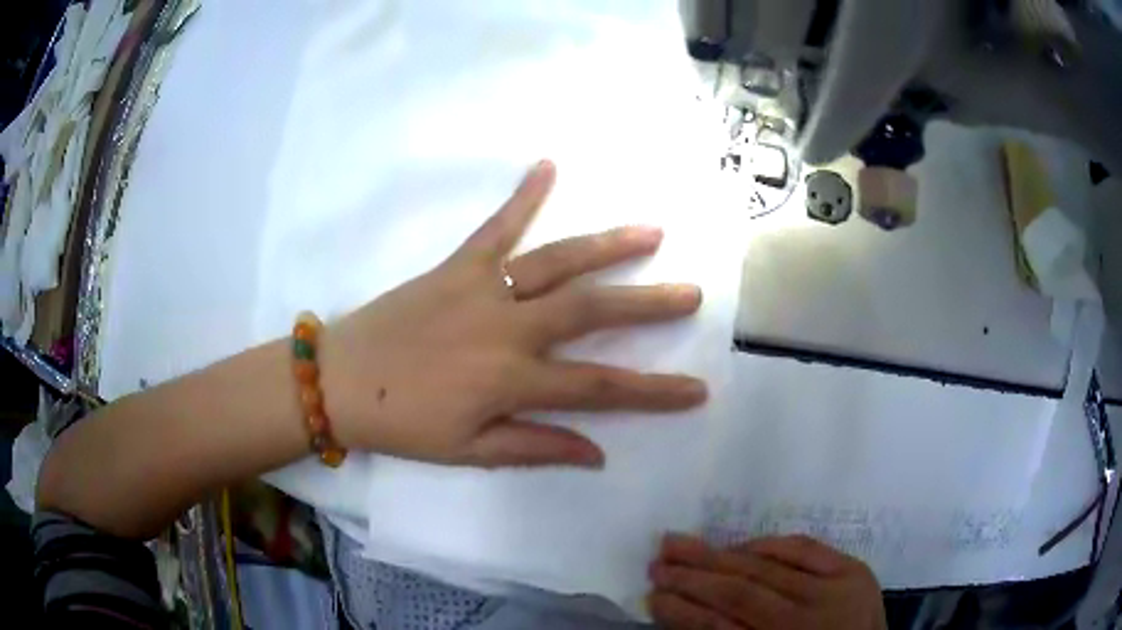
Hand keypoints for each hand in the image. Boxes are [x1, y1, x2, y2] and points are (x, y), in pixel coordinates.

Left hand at [320, 160, 706, 466]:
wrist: (340, 381)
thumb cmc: (403, 424)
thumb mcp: (469, 451)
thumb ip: (536, 446)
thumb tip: (598, 453)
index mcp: (512, 380)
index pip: (600, 388)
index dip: (653, 392)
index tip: (697, 390)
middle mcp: (507, 328)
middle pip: (591, 312)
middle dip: (648, 305)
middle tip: (692, 293)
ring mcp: (482, 288)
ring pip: (558, 262)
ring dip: (608, 245)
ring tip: (652, 231)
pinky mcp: (457, 265)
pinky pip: (496, 226)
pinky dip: (523, 195)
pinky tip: (548, 164)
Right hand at [649, 534, 886, 629]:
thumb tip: (684, 613)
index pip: (718, 629)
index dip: (681, 612)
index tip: (651, 597)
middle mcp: (807, 622)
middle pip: (738, 592)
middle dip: (692, 576)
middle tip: (657, 561)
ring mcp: (836, 592)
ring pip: (766, 568)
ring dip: (718, 555)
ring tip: (682, 544)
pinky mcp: (855, 571)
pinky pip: (805, 547)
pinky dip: (769, 544)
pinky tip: (740, 544)